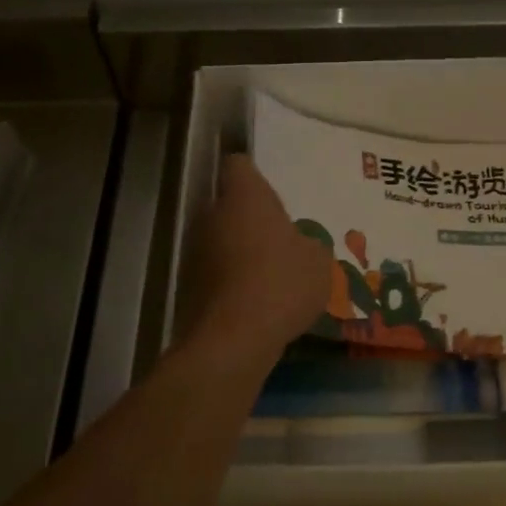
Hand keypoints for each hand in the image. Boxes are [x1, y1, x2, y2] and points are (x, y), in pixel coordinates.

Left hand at [177, 154, 330, 369]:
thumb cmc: (281, 283)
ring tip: (270, 277)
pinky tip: (255, 304)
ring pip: (221, 240)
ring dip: (239, 252)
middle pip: (229, 205)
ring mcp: (195, 250)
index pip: (239, 165)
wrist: (233, 340)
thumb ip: (307, 245)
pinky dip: (230, 282)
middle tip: (279, 240)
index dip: (253, 175)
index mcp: (244, 196)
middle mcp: (212, 214)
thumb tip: (299, 246)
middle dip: (250, 219)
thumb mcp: (317, 262)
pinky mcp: (188, 285)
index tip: (270, 192)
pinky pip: (215, 273)